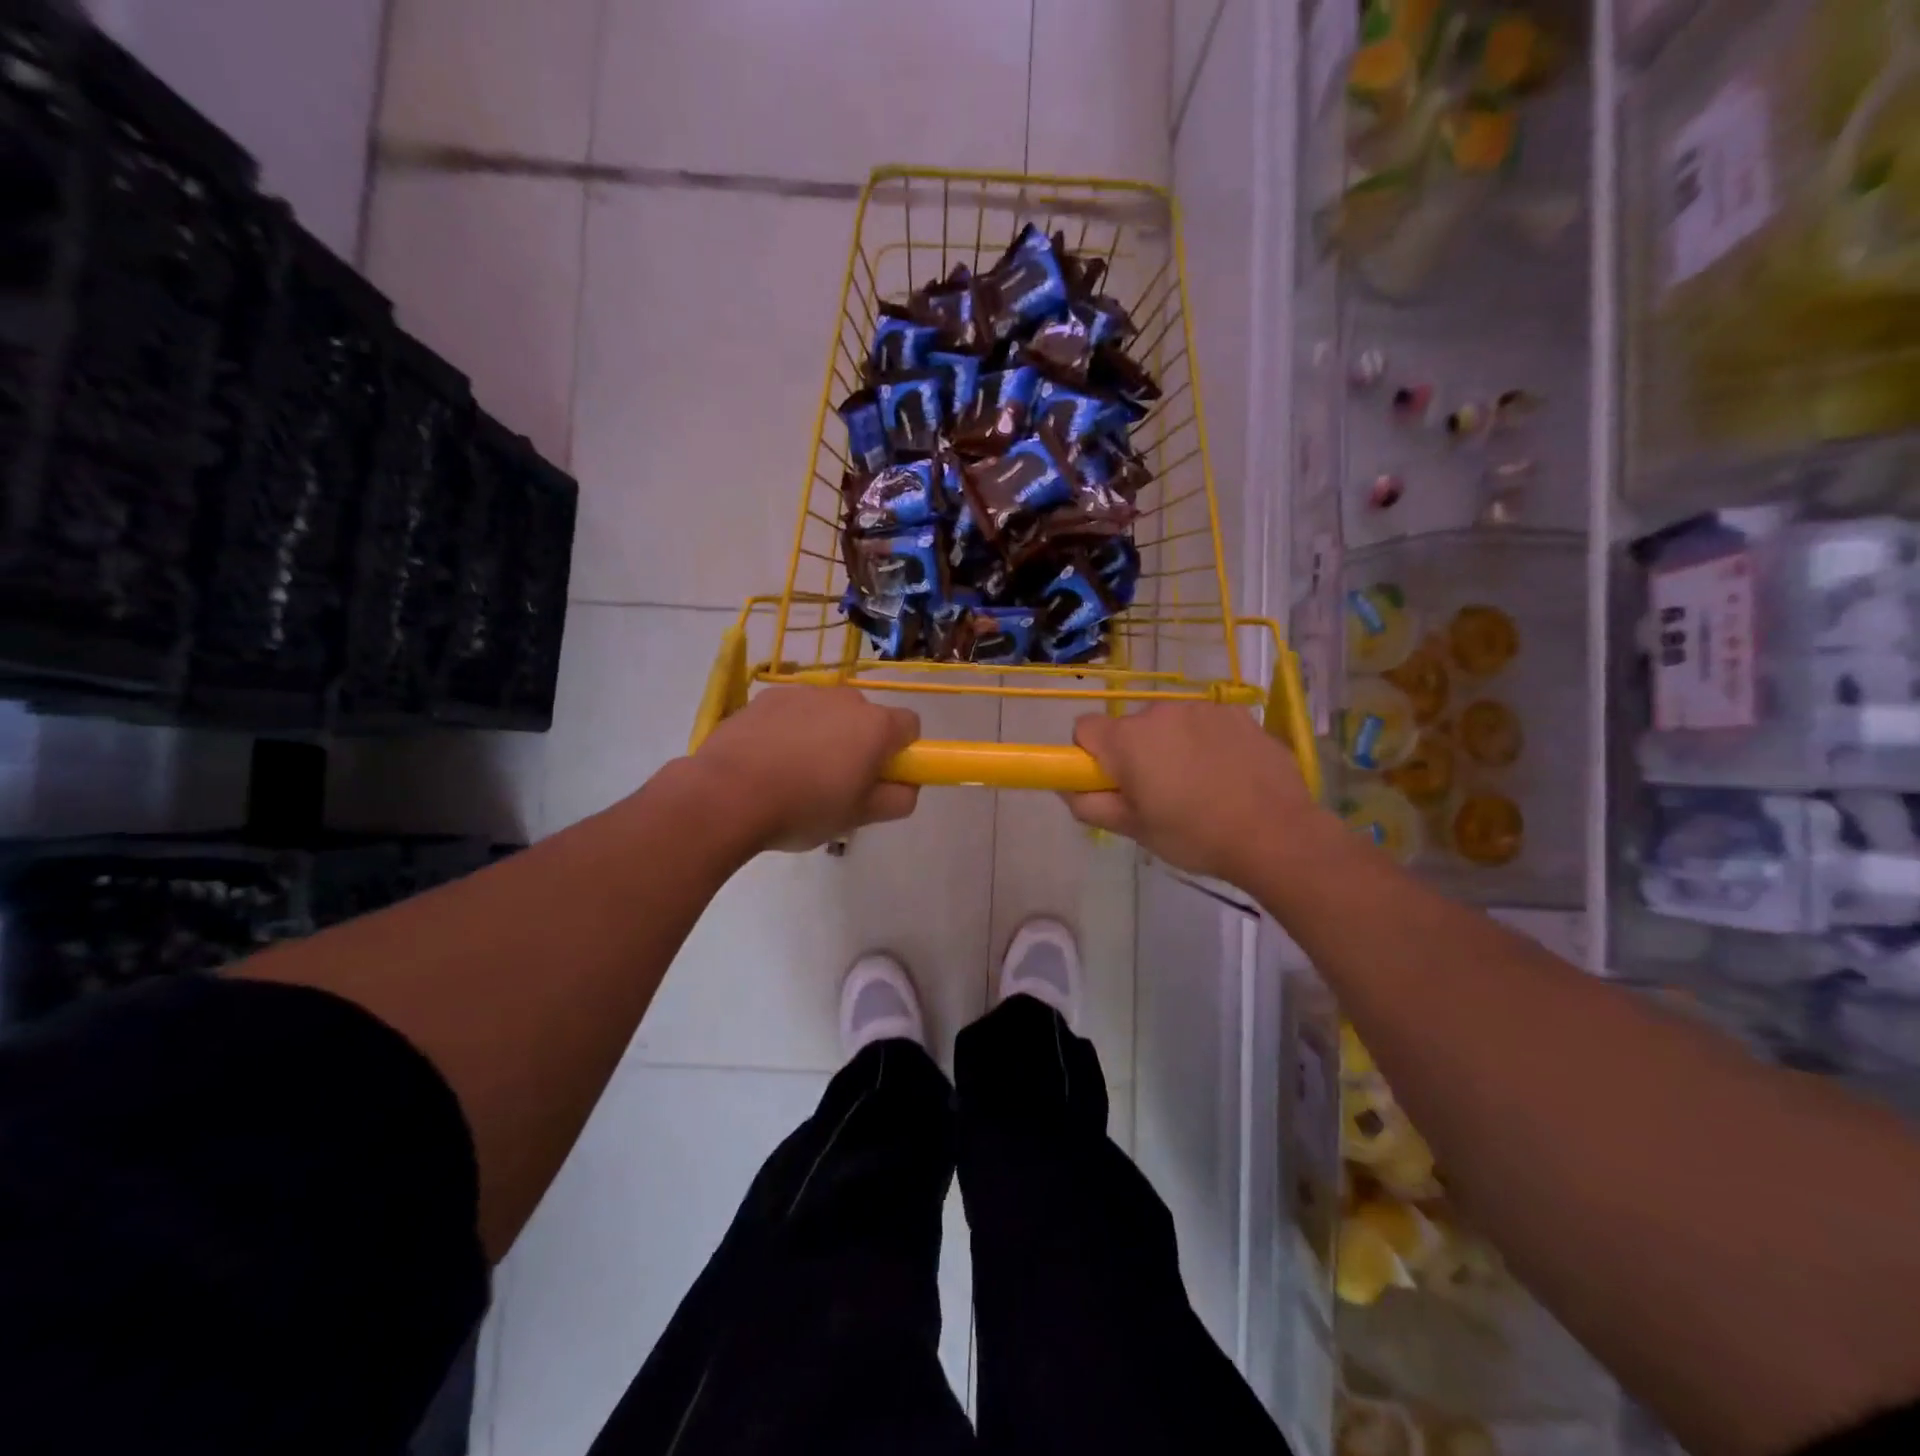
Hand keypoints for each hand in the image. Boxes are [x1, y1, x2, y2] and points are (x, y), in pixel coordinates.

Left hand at [693, 686, 920, 851]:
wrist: (726, 794)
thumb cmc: (803, 808)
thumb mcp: (859, 817)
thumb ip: (898, 799)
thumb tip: (908, 786)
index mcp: (875, 726)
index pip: (910, 726)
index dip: (901, 752)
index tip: (880, 779)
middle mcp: (845, 699)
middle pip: (867, 718)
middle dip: (860, 744)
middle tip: (836, 783)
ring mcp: (803, 693)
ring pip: (828, 713)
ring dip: (824, 735)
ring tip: (795, 774)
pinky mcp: (767, 697)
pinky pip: (793, 712)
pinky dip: (789, 730)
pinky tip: (768, 761)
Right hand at [1062, 703, 1322, 884]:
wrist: (1277, 834)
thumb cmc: (1195, 835)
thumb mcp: (1133, 830)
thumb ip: (1089, 805)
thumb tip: (1067, 788)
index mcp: (1128, 739)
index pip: (1085, 728)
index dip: (1090, 756)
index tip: (1112, 783)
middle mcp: (1160, 712)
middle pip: (1130, 728)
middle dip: (1136, 754)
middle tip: (1159, 794)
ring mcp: (1202, 709)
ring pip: (1169, 725)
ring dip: (1173, 747)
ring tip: (1199, 787)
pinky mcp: (1238, 713)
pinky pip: (1205, 724)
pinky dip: (1207, 743)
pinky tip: (1228, 775)